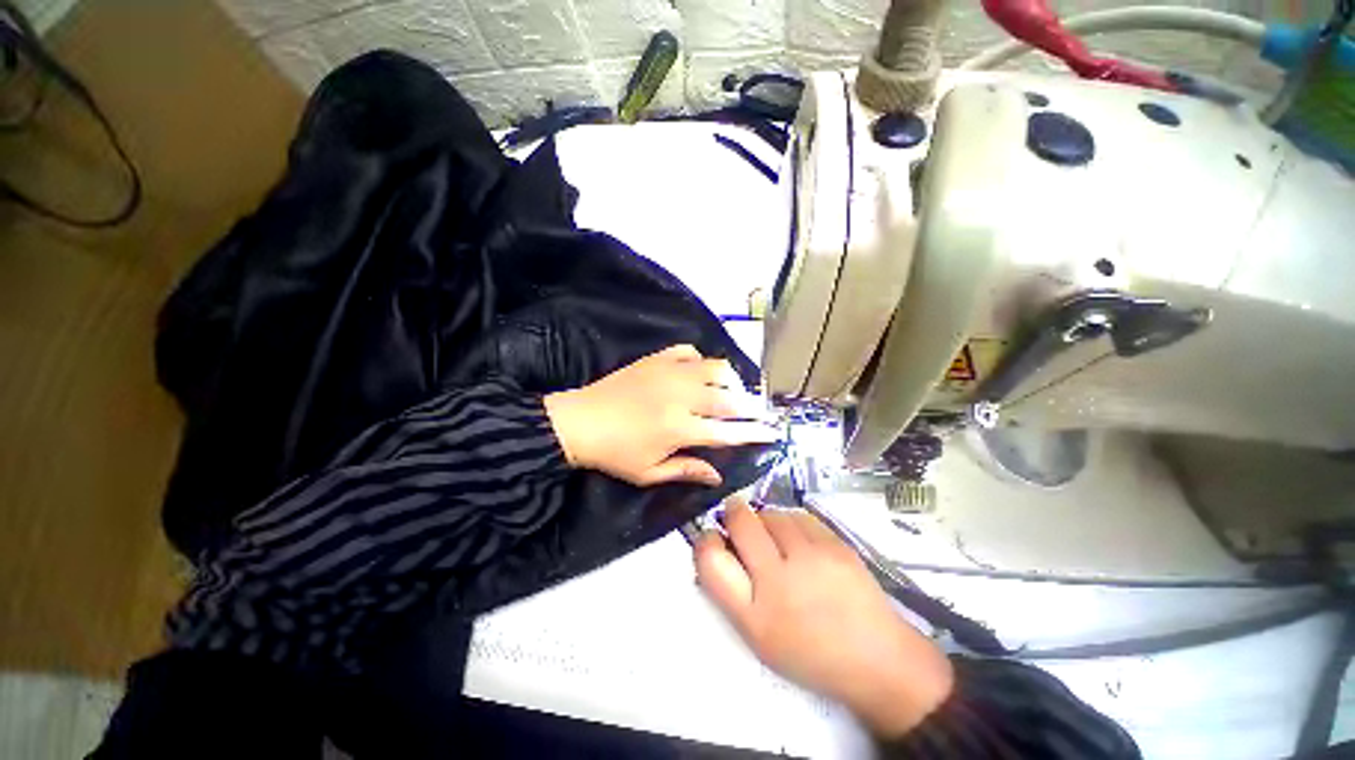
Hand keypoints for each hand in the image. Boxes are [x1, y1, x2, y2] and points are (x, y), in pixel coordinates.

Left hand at [543, 345, 778, 486]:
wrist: (578, 422)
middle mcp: (681, 397)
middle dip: (752, 405)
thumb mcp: (649, 472)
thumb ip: (686, 470)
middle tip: (762, 411)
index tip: (773, 432)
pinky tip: (699, 371)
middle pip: (729, 398)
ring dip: (731, 380)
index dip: (754, 432)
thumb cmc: (614, 453)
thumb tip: (717, 475)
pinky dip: (700, 360)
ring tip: (732, 391)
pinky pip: (688, 351)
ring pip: (715, 368)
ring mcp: (669, 373)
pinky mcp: (656, 359)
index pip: (728, 430)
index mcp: (680, 428)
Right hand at [693, 497, 953, 736]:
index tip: (714, 538)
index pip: (711, 559)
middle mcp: (779, 580)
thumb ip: (732, 592)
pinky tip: (799, 540)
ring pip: (771, 513)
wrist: (877, 659)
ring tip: (775, 537)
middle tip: (738, 521)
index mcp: (755, 615)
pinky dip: (791, 522)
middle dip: (733, 513)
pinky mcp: (836, 544)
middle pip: (740, 521)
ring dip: (765, 520)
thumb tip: (716, 547)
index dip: (705, 540)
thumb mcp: (759, 636)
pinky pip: (799, 515)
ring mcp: (811, 557)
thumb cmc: (810, 652)